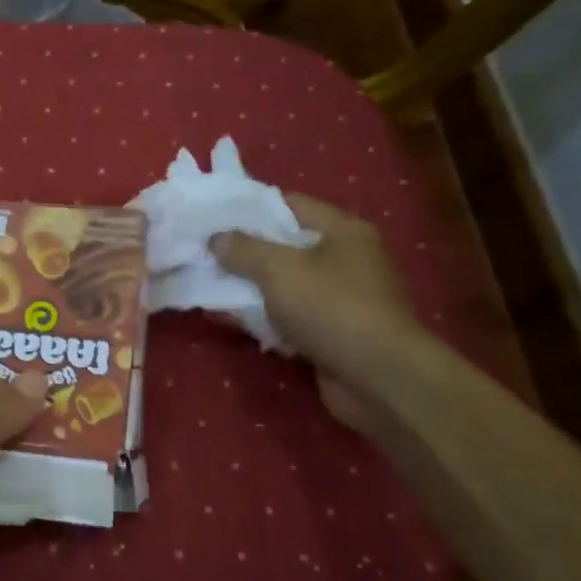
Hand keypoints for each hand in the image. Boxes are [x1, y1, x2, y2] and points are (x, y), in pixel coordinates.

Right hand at [212, 193, 422, 431]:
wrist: (377, 376)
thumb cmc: (330, 308)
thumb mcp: (278, 269)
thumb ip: (243, 249)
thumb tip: (217, 238)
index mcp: (342, 230)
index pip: (289, 204)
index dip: (248, 207)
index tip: (211, 215)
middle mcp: (346, 258)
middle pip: (285, 245)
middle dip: (244, 250)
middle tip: (203, 252)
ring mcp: (342, 297)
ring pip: (286, 283)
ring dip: (251, 286)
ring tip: (209, 284)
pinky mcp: (333, 331)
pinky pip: (291, 314)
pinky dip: (265, 316)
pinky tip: (234, 318)